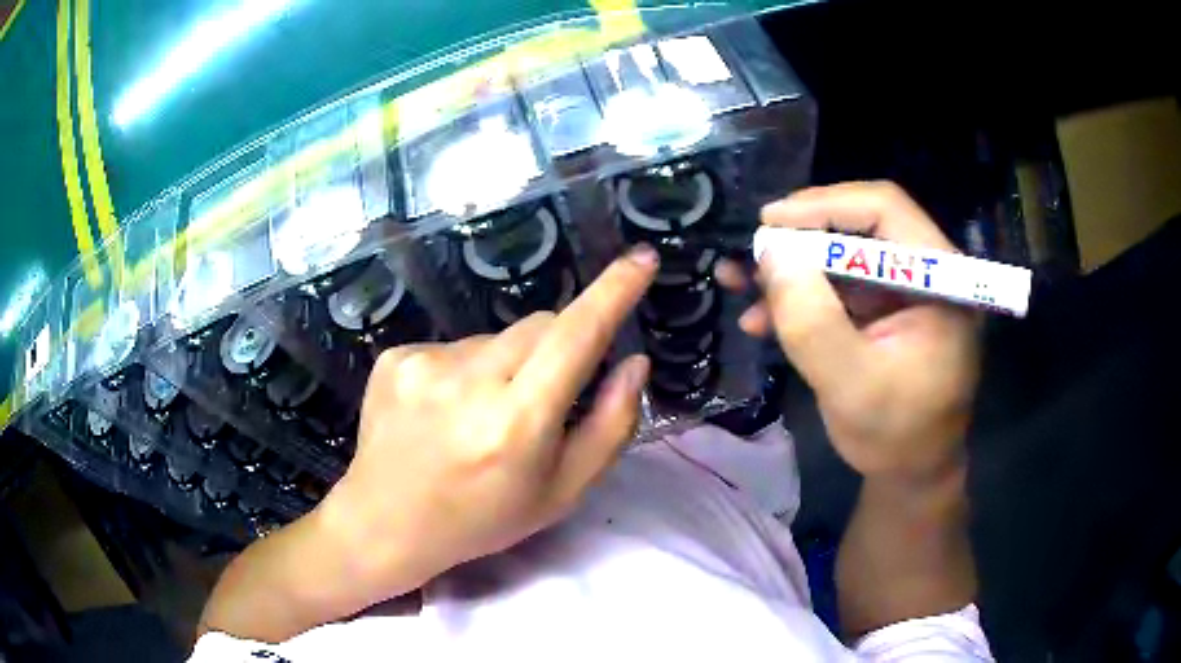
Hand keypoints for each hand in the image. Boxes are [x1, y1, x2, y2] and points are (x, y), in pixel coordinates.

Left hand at [317, 246, 658, 607]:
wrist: (387, 522)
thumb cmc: (483, 517)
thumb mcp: (562, 492)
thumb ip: (610, 426)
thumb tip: (634, 362)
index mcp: (515, 423)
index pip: (576, 336)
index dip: (614, 291)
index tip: (641, 258)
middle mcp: (467, 381)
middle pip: (540, 326)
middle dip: (558, 349)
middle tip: (539, 400)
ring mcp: (422, 362)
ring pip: (497, 337)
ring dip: (505, 365)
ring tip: (479, 415)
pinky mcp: (395, 356)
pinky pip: (455, 346)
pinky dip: (465, 370)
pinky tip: (445, 410)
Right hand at [726, 182, 979, 480]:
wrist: (911, 471)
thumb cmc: (895, 436)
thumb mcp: (851, 385)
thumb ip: (812, 320)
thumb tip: (770, 249)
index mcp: (940, 278)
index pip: (885, 209)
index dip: (825, 205)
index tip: (769, 222)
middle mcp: (927, 271)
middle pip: (860, 226)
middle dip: (799, 240)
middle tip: (749, 255)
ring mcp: (905, 289)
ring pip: (842, 254)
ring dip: (791, 269)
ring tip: (739, 284)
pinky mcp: (885, 309)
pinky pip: (838, 286)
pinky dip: (800, 296)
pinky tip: (762, 319)